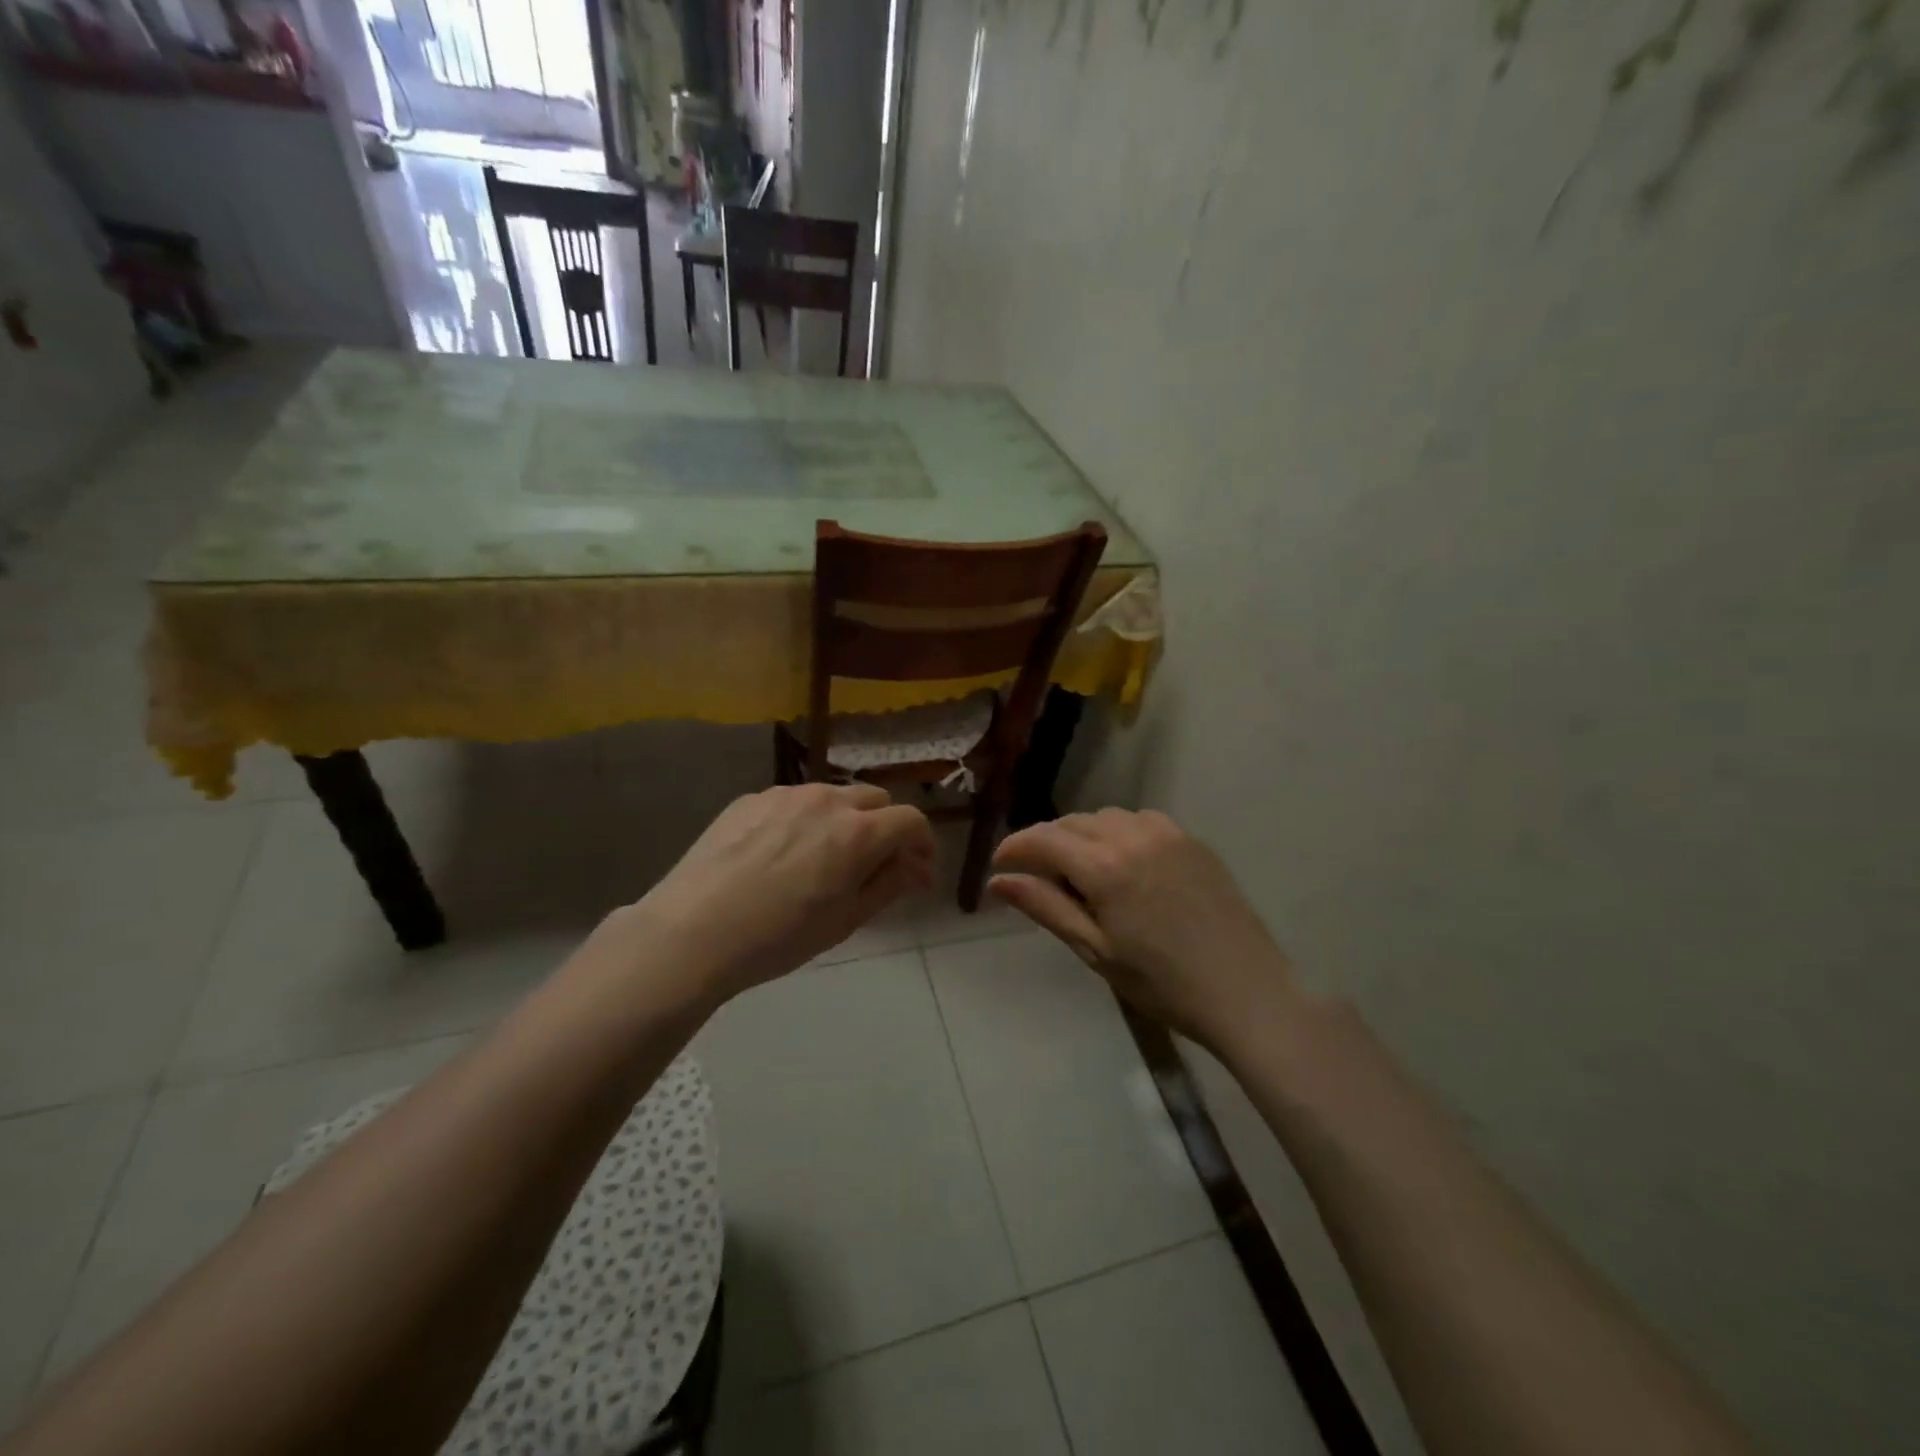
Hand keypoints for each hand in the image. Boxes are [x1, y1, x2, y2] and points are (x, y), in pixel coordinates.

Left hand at [624, 784, 934, 1003]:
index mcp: (858, 832)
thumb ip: (890, 885)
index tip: (916, 872)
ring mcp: (785, 794)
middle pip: (875, 800)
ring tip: (822, 859)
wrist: (692, 932)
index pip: (911, 820)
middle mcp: (827, 800)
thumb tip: (920, 869)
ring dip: (844, 820)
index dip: (922, 844)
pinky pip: (793, 801)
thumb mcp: (845, 920)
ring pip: (833, 796)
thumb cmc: (779, 937)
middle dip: (885, 828)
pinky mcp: (750, 798)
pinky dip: (804, 820)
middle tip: (872, 866)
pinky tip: (780, 855)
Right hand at [990, 809, 1297, 1053]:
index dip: (1014, 848)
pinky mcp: (1192, 840)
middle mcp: (1133, 835)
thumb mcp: (1095, 951)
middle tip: (1035, 876)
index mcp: (1105, 866)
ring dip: (1082, 835)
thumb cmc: (1162, 983)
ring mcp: (1167, 833)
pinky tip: (1122, 863)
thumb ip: (1045, 907)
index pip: (1043, 840)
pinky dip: (1118, 833)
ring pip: (1106, 817)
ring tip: (1078, 872)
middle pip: (1072, 823)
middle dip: (1045, 842)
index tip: (998, 866)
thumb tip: (998, 881)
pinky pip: (1140, 821)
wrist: (1247, 993)